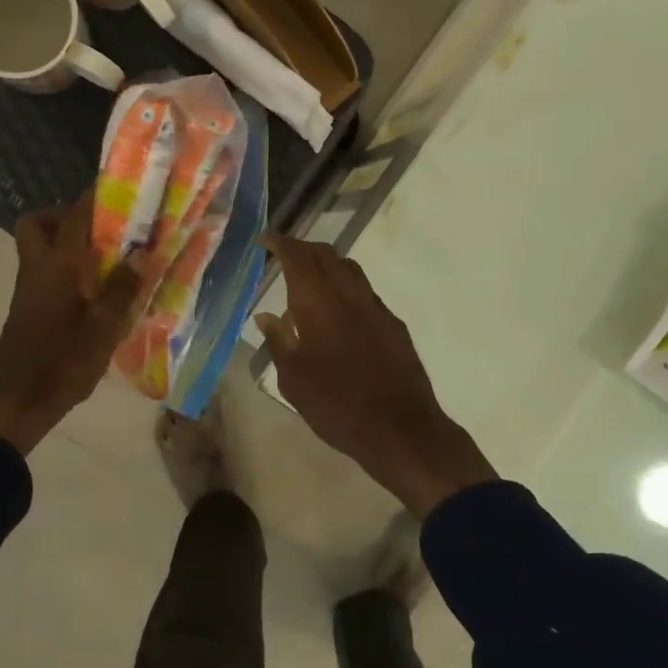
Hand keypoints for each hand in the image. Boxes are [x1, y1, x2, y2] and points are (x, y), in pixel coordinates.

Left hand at [0, 193, 147, 454]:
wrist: (17, 402)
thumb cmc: (62, 362)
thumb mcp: (104, 328)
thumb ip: (123, 288)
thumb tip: (142, 253)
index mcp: (57, 265)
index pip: (75, 215)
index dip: (95, 196)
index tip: (121, 188)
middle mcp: (37, 268)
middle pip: (38, 223)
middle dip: (66, 216)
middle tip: (102, 231)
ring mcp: (29, 289)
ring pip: (39, 247)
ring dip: (67, 243)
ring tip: (107, 260)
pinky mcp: (28, 308)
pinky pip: (46, 272)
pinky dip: (66, 268)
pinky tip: (95, 291)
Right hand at [254, 236, 495, 517]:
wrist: (400, 429)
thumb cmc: (336, 405)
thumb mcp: (293, 380)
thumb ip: (279, 341)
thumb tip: (266, 316)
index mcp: (319, 305)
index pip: (298, 259)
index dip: (281, 243)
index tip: (266, 238)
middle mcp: (350, 297)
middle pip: (327, 256)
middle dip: (304, 248)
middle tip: (285, 253)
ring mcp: (377, 309)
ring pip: (350, 270)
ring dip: (328, 264)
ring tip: (310, 278)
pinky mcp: (395, 326)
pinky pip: (366, 293)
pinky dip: (346, 287)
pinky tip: (339, 311)